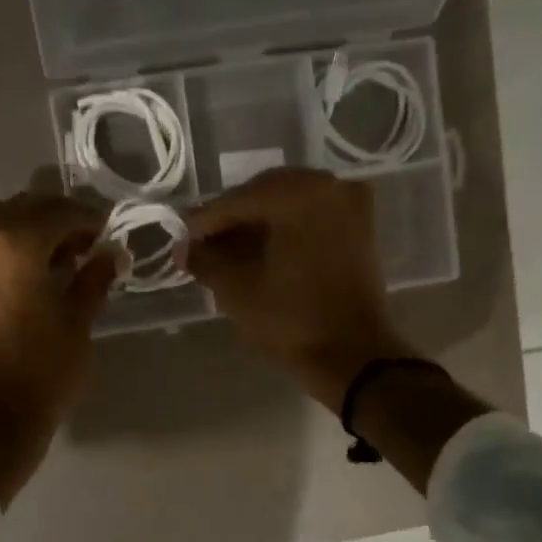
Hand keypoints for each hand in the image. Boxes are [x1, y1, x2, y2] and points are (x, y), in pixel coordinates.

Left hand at [0, 192, 118, 505]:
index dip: (90, 218)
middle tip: (86, 242)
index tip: (110, 229)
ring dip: (26, 227)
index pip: (60, 212)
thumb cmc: (40, 373)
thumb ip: (95, 278)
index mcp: (13, 243)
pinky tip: (26, 269)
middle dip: (57, 219)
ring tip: (54, 256)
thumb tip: (113, 253)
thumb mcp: (77, 323)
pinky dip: (2, 243)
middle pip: (23, 207)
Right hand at [184, 168, 413, 411]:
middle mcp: (328, 186)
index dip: (205, 221)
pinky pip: (311, 217)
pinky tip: (262, 252)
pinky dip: (285, 230)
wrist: (355, 356)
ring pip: (289, 205)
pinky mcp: (360, 227)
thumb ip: (205, 260)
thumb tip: (184, 249)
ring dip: (258, 225)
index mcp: (298, 194)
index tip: (181, 239)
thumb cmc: (292, 321)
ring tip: (229, 252)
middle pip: (265, 195)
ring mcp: (350, 204)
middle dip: (233, 220)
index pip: (238, 200)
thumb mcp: (237, 290)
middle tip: (203, 246)